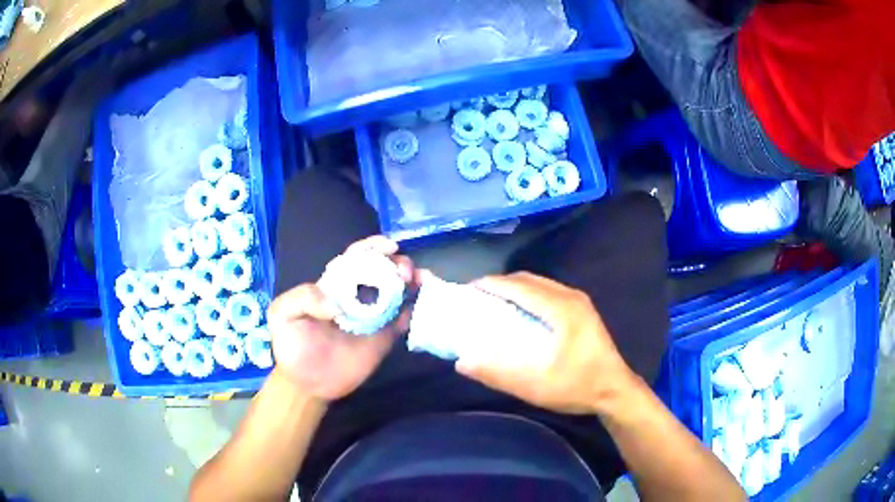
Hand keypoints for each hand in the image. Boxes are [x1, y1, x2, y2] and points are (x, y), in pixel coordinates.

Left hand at [267, 237, 415, 400]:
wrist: (306, 382)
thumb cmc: (292, 344)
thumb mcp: (282, 314)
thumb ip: (303, 298)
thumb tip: (337, 305)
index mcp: (335, 284)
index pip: (356, 258)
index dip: (373, 248)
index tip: (389, 246)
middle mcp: (357, 296)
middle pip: (383, 271)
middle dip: (398, 264)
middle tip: (405, 273)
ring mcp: (373, 316)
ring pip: (398, 292)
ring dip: (413, 282)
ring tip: (422, 282)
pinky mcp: (384, 338)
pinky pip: (404, 320)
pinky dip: (416, 310)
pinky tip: (422, 306)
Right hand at [456, 272, 637, 414]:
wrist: (615, 391)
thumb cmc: (577, 387)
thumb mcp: (535, 387)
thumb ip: (498, 374)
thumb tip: (462, 362)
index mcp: (562, 309)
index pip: (519, 287)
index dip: (491, 285)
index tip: (467, 290)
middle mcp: (571, 297)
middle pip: (528, 280)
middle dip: (500, 284)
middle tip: (476, 297)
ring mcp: (579, 301)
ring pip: (539, 284)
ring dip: (514, 288)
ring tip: (493, 302)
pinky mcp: (582, 310)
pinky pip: (548, 292)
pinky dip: (528, 295)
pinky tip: (519, 311)